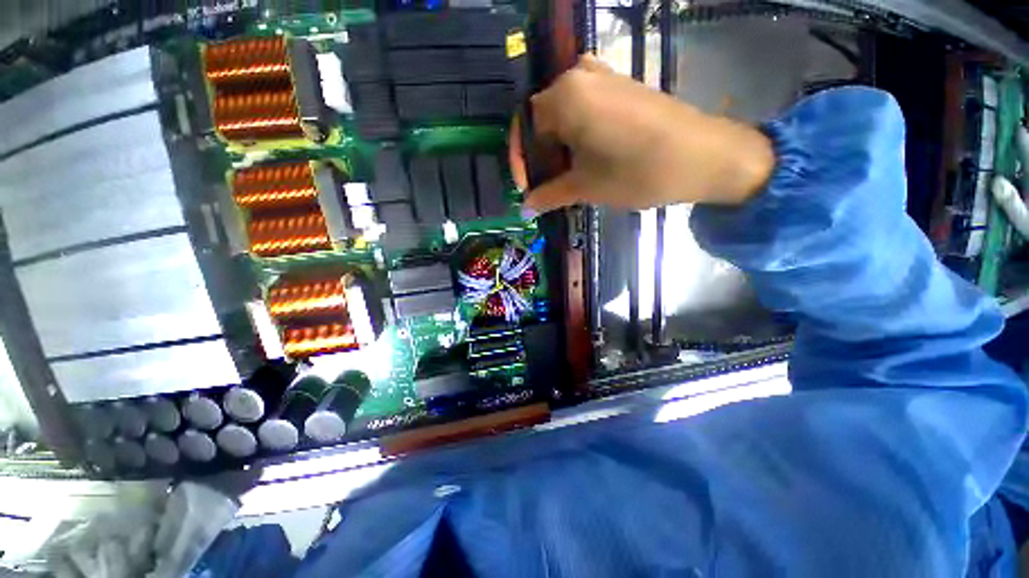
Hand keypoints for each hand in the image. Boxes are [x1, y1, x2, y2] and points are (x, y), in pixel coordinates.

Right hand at [512, 56, 775, 212]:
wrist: (704, 156)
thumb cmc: (637, 172)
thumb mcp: (585, 187)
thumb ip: (549, 195)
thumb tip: (525, 209)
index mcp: (564, 96)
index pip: (524, 127)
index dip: (520, 161)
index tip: (526, 190)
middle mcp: (579, 75)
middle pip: (542, 119)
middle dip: (539, 156)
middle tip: (544, 186)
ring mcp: (604, 76)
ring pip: (563, 115)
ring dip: (557, 147)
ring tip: (564, 176)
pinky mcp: (622, 85)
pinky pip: (584, 108)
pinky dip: (576, 135)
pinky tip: (584, 157)